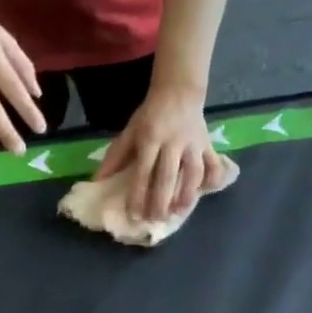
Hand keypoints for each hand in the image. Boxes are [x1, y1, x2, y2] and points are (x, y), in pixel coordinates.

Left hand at [93, 83, 223, 221]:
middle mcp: (173, 143)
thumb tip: (98, 180)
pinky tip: (206, 192)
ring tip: (178, 213)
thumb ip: (115, 156)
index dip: (139, 194)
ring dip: (186, 195)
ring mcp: (193, 144)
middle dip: (161, 201)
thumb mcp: (130, 131)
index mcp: (150, 139)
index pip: (143, 171)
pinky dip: (213, 178)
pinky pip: (213, 163)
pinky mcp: (208, 144)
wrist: (178, 92)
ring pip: (193, 173)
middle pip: (168, 176)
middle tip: (155, 220)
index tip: (134, 214)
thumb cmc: (150, 116)